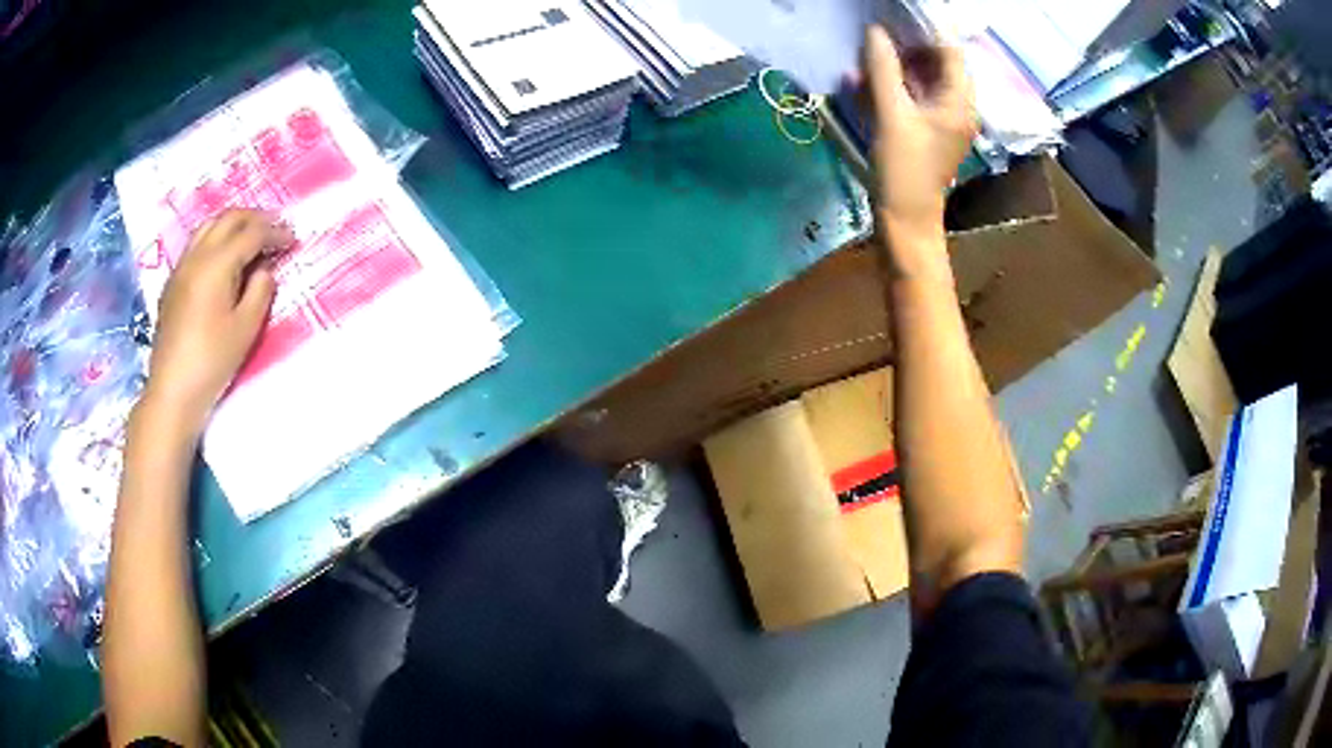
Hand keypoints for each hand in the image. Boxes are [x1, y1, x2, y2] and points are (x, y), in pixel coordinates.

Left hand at [142, 209, 292, 434]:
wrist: (172, 391)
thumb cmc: (212, 362)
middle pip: (229, 219)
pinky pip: (196, 244)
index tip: (293, 240)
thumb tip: (264, 269)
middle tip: (275, 230)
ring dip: (233, 225)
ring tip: (250, 237)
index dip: (275, 232)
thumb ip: (261, 291)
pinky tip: (223, 259)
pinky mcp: (173, 283)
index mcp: (217, 264)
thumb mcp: (246, 328)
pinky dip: (216, 239)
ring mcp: (181, 267)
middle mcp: (197, 255)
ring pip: (209, 226)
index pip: (252, 233)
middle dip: (255, 219)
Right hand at [864, 26, 975, 270]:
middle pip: (937, 62)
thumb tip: (875, 31)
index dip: (926, 29)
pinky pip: (913, 95)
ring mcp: (943, 118)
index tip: (895, 15)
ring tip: (865, 55)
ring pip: (922, 78)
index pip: (950, 50)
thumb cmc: (904, 169)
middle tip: (875, 32)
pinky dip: (893, 85)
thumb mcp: (891, 114)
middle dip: (906, 45)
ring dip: (896, 64)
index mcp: (959, 101)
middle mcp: (957, 106)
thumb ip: (883, 69)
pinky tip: (864, 80)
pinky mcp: (928, 129)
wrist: (905, 220)